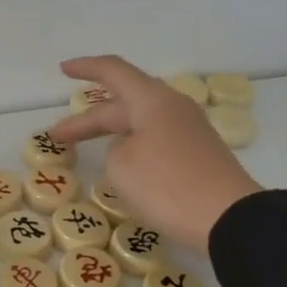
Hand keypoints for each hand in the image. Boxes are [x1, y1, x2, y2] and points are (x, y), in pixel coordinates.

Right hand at [49, 55, 261, 252]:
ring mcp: (189, 130)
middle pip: (123, 102)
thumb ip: (115, 149)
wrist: (229, 218)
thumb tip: (130, 148)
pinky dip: (132, 144)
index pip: (113, 72)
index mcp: (152, 100)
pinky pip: (155, 138)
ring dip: (112, 131)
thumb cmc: (167, 185)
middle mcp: (173, 107)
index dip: (86, 68)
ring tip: (89, 144)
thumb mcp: (121, 166)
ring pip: (140, 120)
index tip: (63, 69)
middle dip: (89, 118)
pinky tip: (123, 163)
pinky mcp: (198, 154)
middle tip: (58, 136)